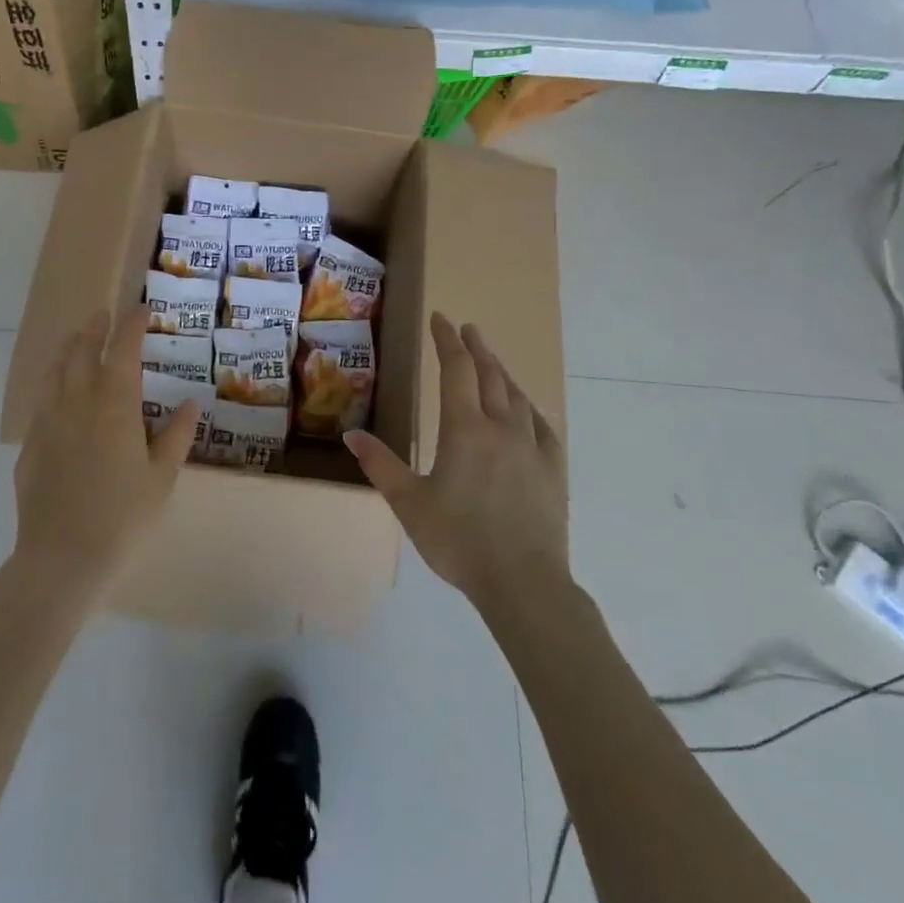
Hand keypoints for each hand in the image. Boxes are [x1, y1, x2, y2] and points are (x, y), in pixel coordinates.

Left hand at [13, 306, 199, 591]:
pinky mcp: (29, 445)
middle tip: (104, 316)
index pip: (123, 349)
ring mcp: (47, 422)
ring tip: (76, 340)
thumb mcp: (161, 478)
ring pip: (54, 371)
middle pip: (82, 351)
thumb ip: (175, 436)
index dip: (132, 325)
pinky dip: (53, 384)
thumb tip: (190, 404)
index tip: (141, 310)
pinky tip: (58, 395)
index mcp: (114, 405)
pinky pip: (41, 402)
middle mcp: (77, 402)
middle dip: (95, 328)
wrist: (63, 558)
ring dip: (68, 349)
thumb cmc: (123, 517)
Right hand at [345, 313, 568, 605]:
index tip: (440, 319)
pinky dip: (527, 405)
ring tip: (490, 360)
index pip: (456, 370)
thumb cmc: (459, 541)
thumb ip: (380, 465)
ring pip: (516, 395)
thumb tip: (350, 435)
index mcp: (464, 429)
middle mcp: (501, 427)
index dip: (446, 341)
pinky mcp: (553, 469)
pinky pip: (541, 423)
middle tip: (465, 329)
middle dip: (475, 348)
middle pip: (489, 374)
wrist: (523, 583)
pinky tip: (524, 408)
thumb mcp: (409, 503)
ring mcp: (533, 446)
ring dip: (500, 371)